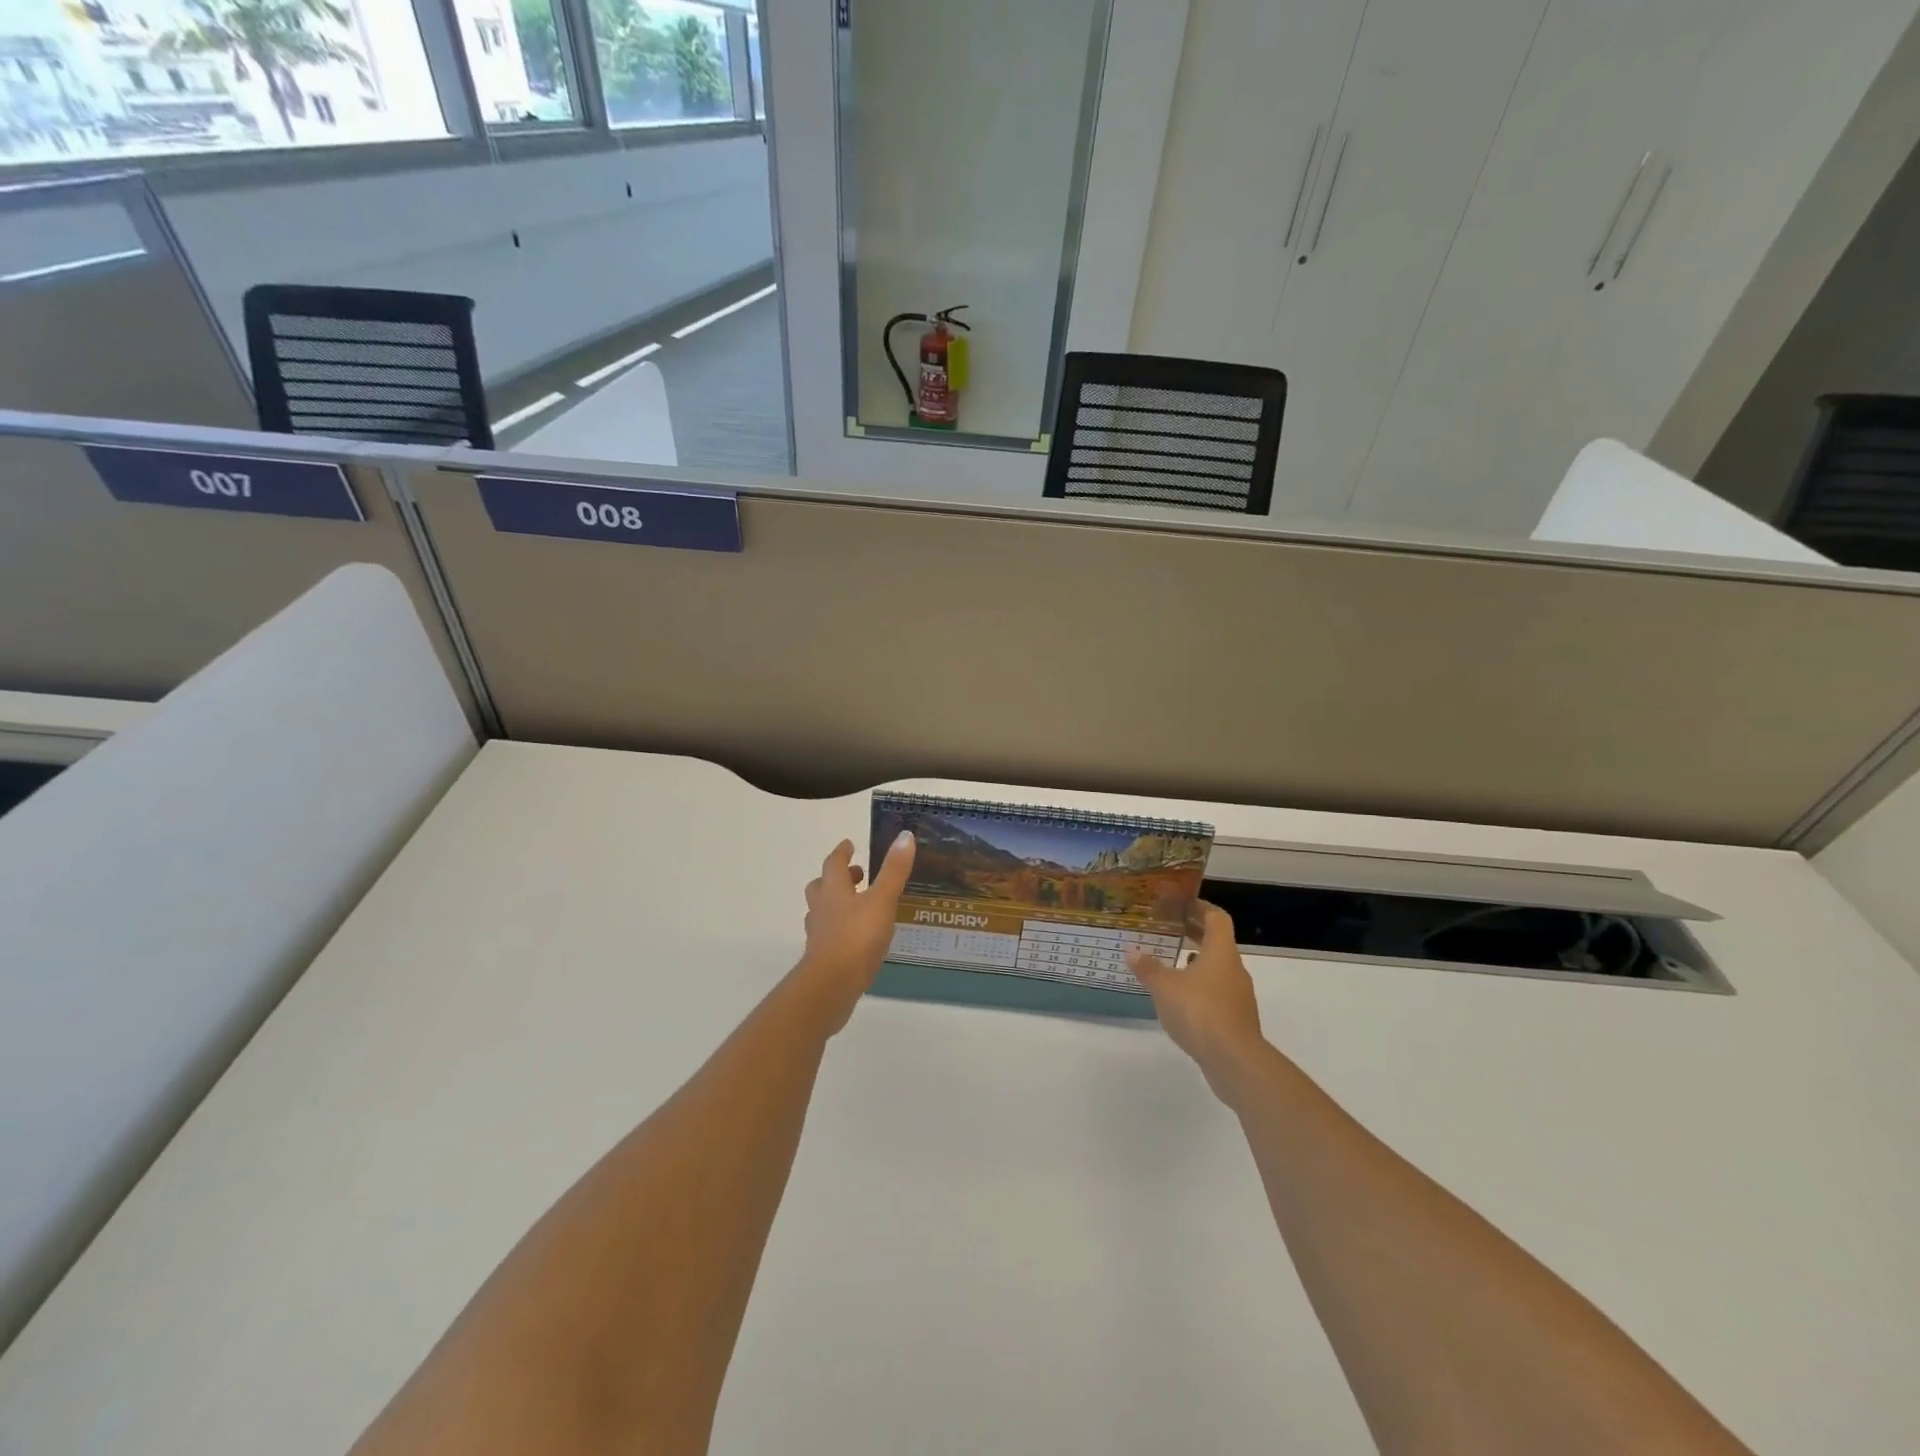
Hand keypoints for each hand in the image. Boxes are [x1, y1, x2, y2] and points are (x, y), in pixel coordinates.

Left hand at [793, 832, 915, 1032]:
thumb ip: (893, 870)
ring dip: (837, 904)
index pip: (834, 863)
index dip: (842, 852)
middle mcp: (822, 908)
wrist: (831, 986)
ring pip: (823, 911)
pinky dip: (841, 929)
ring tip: (859, 906)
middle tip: (858, 876)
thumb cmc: (857, 937)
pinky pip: (829, 935)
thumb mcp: (882, 900)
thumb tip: (905, 835)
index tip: (849, 844)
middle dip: (838, 878)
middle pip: (822, 886)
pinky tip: (858, 938)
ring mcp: (819, 934)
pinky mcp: (822, 957)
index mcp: (833, 889)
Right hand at [1127, 903, 1267, 1103]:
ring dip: (1197, 963)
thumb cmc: (1199, 1011)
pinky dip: (1200, 989)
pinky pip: (1217, 993)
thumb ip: (1148, 968)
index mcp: (1220, 952)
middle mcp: (1234, 969)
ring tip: (1170, 964)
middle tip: (1169, 929)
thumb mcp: (1164, 987)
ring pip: (1217, 969)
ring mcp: (1238, 996)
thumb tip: (1131, 951)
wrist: (1235, 1060)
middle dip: (1194, 934)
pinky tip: (1180, 1000)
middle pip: (1217, 942)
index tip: (1180, 903)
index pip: (1216, 917)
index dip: (1200, 907)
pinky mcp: (1237, 1019)